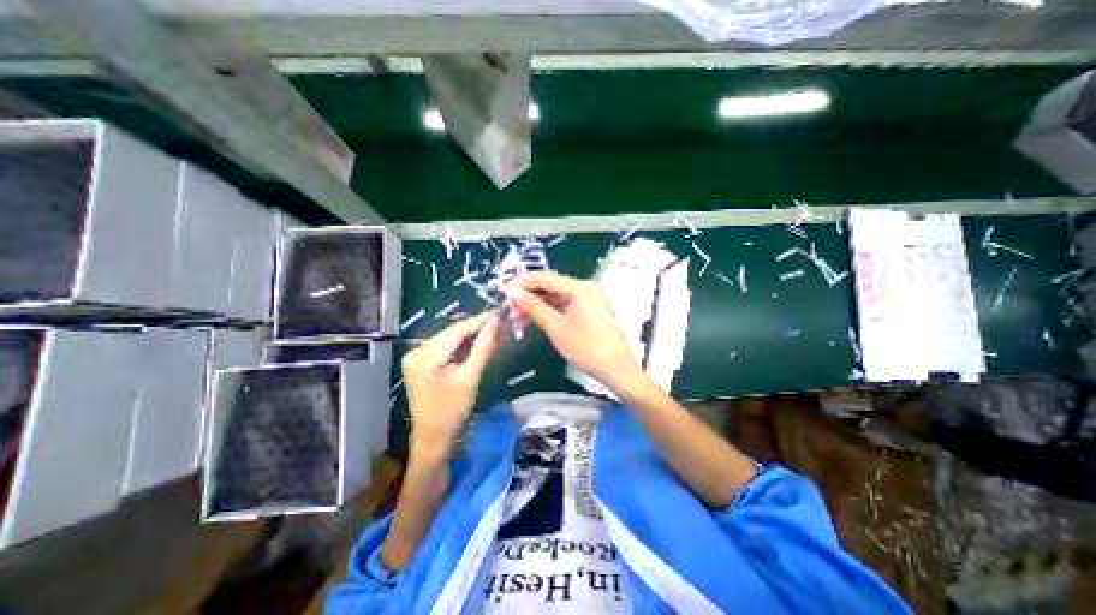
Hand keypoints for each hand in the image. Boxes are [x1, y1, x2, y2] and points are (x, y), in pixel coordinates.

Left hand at [401, 311, 499, 456]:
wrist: (433, 438)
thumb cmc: (452, 411)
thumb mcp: (470, 377)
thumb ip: (483, 347)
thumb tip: (496, 322)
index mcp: (425, 355)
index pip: (456, 330)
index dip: (480, 320)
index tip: (500, 312)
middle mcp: (417, 351)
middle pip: (453, 333)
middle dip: (477, 327)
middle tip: (500, 321)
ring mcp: (418, 357)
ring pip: (451, 339)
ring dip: (472, 335)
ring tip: (493, 329)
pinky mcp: (423, 363)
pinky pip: (447, 348)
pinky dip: (463, 345)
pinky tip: (479, 341)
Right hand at [507, 271, 644, 392]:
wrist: (615, 368)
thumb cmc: (586, 348)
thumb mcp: (556, 327)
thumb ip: (534, 307)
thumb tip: (513, 293)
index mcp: (579, 287)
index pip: (544, 278)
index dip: (521, 283)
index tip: (502, 292)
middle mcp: (584, 287)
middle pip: (550, 286)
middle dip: (528, 297)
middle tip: (509, 311)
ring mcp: (587, 298)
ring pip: (555, 296)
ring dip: (536, 306)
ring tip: (517, 320)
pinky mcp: (588, 309)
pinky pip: (564, 304)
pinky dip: (548, 311)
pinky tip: (534, 320)